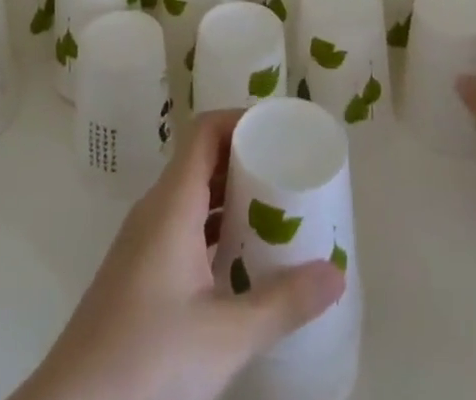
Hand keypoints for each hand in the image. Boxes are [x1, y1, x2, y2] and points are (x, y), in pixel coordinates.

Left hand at [12, 110, 344, 399]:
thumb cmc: (150, 355)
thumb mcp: (225, 334)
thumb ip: (283, 303)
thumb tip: (336, 274)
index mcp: (172, 202)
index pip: (205, 130)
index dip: (240, 119)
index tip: (278, 129)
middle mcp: (156, 208)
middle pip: (201, 158)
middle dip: (244, 158)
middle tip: (287, 171)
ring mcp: (144, 238)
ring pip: (191, 193)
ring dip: (228, 194)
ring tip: (273, 210)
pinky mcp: (139, 267)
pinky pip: (181, 223)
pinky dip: (212, 225)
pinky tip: (238, 257)